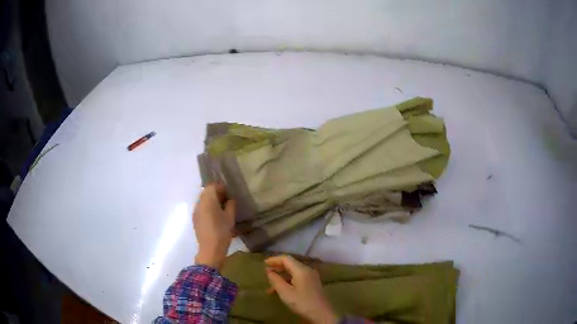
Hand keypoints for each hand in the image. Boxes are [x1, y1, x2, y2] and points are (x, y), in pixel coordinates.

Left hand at [193, 183, 235, 270]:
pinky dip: (207, 208)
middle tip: (226, 200)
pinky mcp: (195, 219)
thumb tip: (230, 199)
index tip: (228, 194)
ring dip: (211, 201)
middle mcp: (199, 203)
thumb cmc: (222, 232)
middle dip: (215, 193)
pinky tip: (214, 217)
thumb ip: (230, 205)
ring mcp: (195, 211)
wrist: (210, 249)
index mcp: (208, 200)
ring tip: (221, 209)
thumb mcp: (230, 218)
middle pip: (206, 192)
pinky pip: (201, 208)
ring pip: (203, 200)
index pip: (212, 186)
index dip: (221, 187)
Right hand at [265, 255, 337, 323]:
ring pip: (294, 272)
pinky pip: (298, 278)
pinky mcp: (313, 284)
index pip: (286, 259)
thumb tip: (269, 272)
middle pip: (291, 264)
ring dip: (282, 277)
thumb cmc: (302, 302)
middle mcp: (308, 270)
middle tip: (266, 273)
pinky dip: (288, 281)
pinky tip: (281, 290)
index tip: (264, 263)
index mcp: (302, 270)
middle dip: (277, 268)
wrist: (321, 314)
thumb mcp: (285, 292)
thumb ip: (276, 280)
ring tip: (270, 286)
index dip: (274, 260)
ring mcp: (312, 277)